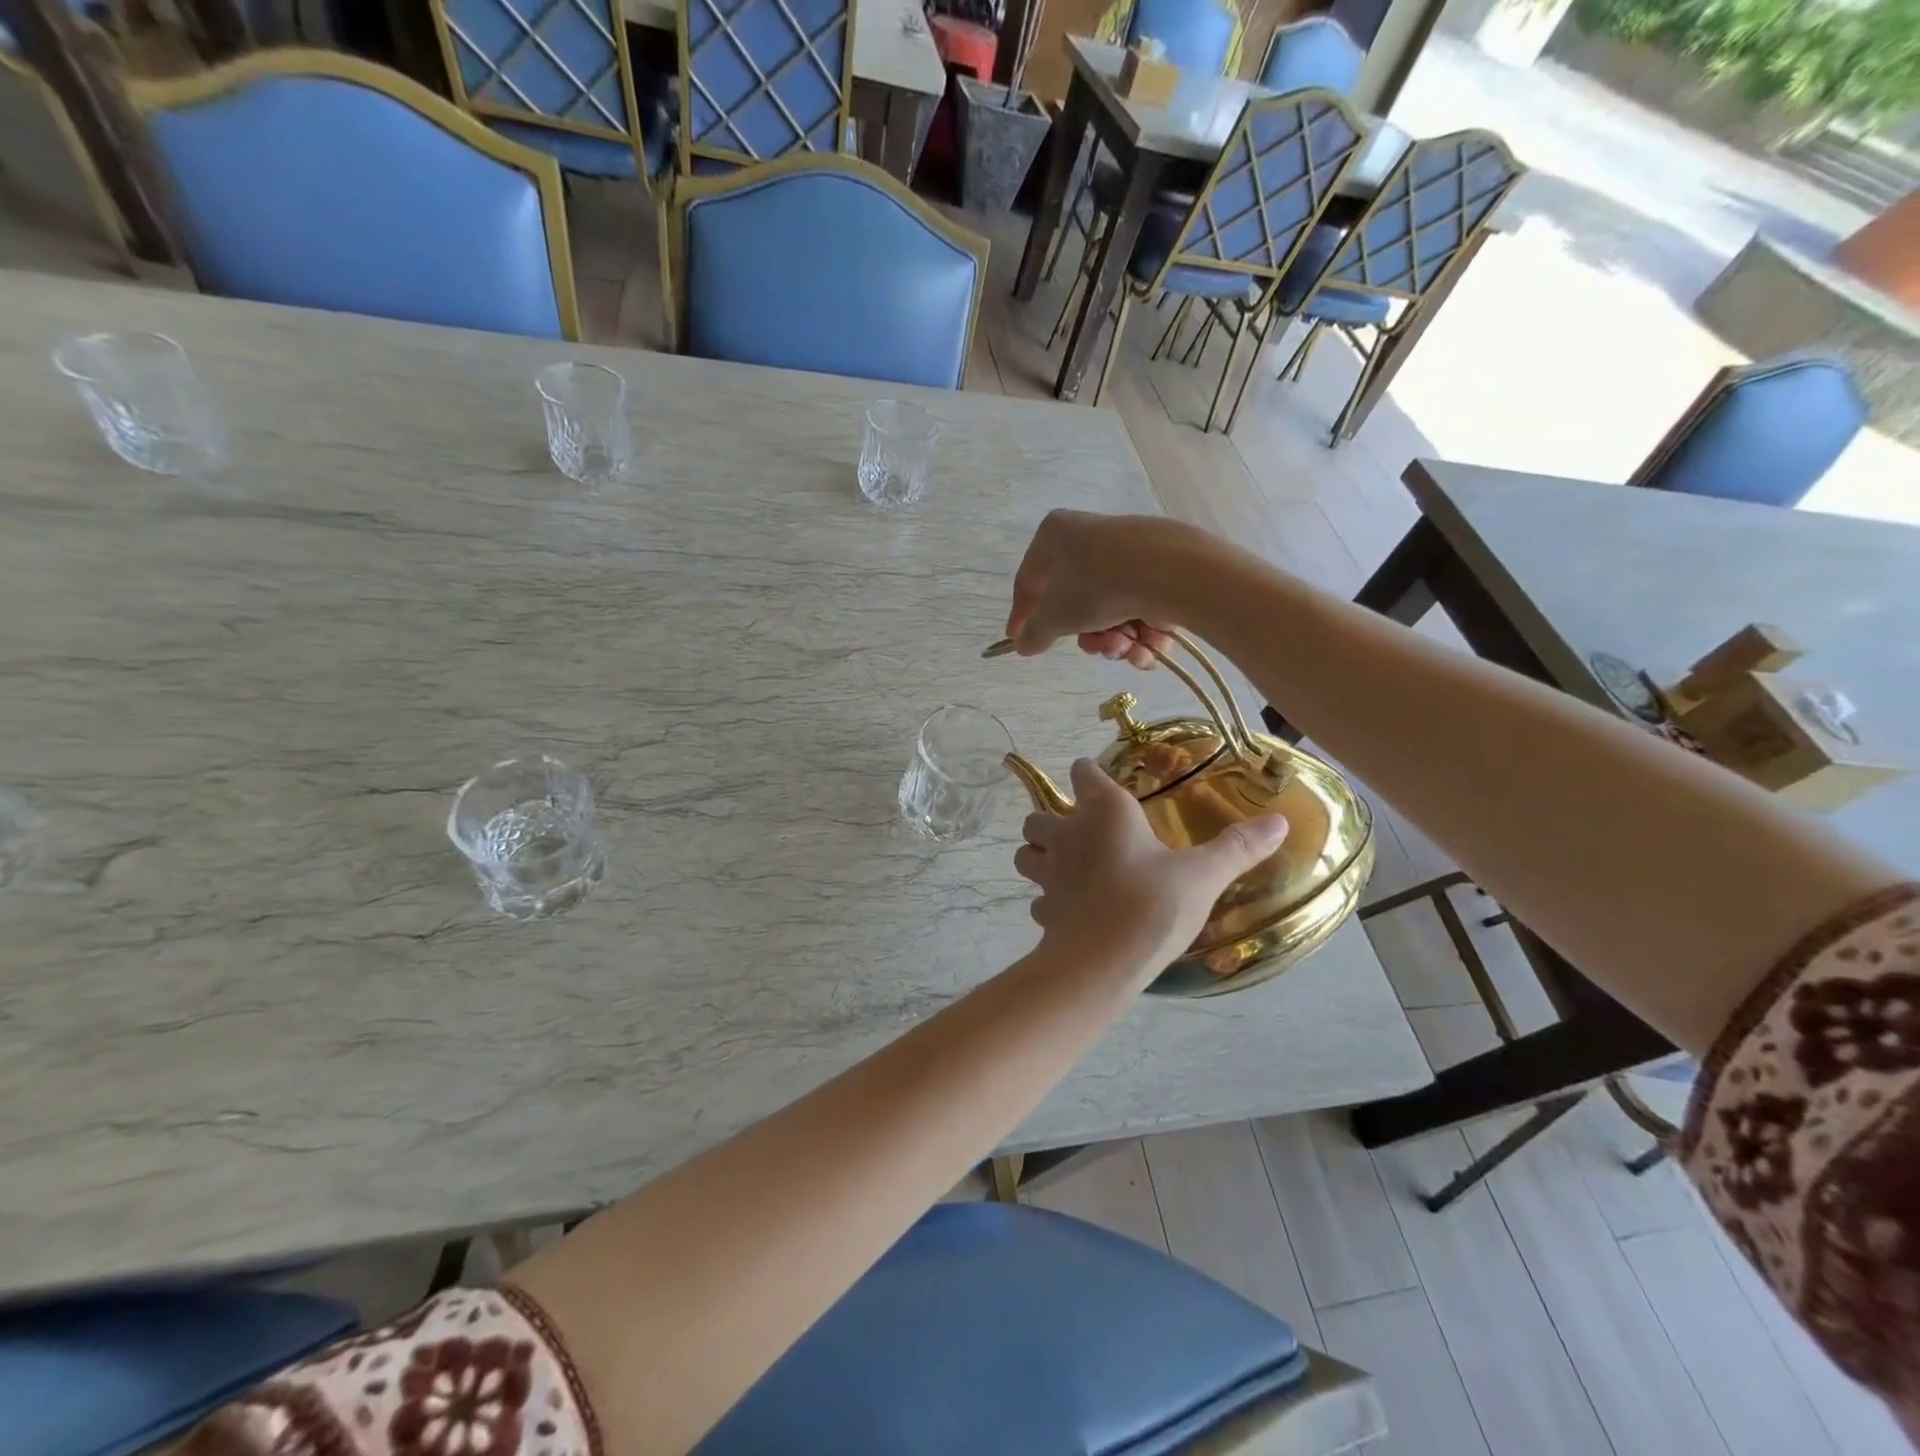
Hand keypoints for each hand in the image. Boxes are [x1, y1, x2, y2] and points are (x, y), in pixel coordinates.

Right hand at [1006, 511, 1186, 668]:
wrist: (1170, 572)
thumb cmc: (1097, 586)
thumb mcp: (1056, 616)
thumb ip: (1034, 633)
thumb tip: (1023, 645)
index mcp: (1056, 534)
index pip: (1029, 580)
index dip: (1021, 615)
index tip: (1018, 641)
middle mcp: (1091, 536)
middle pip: (1077, 601)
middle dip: (1089, 636)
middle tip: (1099, 649)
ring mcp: (1129, 550)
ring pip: (1111, 609)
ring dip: (1118, 640)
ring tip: (1130, 649)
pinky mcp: (1162, 565)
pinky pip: (1140, 605)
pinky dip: (1143, 632)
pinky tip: (1151, 646)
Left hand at [1014, 760, 1287, 980]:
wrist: (1102, 964)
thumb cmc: (1152, 906)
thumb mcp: (1203, 876)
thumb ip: (1238, 847)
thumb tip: (1280, 820)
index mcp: (1105, 812)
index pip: (1082, 772)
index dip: (1088, 774)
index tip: (1100, 781)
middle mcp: (1069, 834)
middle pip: (1039, 814)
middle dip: (1052, 819)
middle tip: (1079, 833)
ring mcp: (1049, 874)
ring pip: (1026, 854)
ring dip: (1038, 855)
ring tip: (1064, 866)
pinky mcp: (1044, 910)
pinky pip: (1038, 899)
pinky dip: (1048, 901)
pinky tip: (1070, 911)